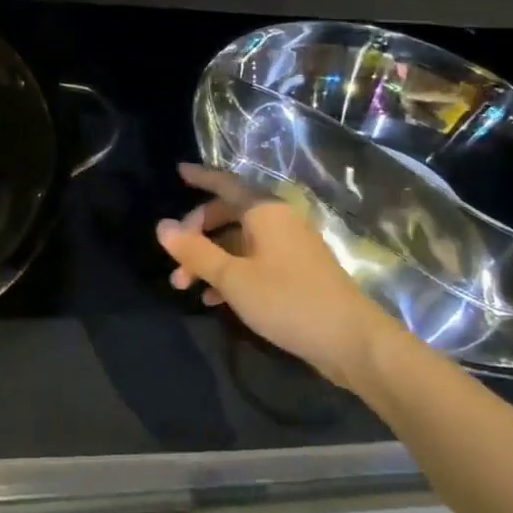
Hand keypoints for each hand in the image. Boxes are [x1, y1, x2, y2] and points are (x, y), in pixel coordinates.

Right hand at [156, 163, 394, 389]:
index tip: (178, 172)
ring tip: (185, 286)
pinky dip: (230, 272)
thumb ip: (196, 252)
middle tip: (174, 258)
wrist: (351, 340)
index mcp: (265, 211)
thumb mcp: (233, 277)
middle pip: (229, 213)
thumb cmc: (287, 300)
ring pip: (239, 241)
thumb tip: (162, 226)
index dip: (201, 177)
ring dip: (209, 258)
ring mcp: (289, 247)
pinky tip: (214, 300)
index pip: (226, 183)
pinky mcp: (296, 272)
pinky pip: (253, 260)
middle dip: (197, 233)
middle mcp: (278, 221)